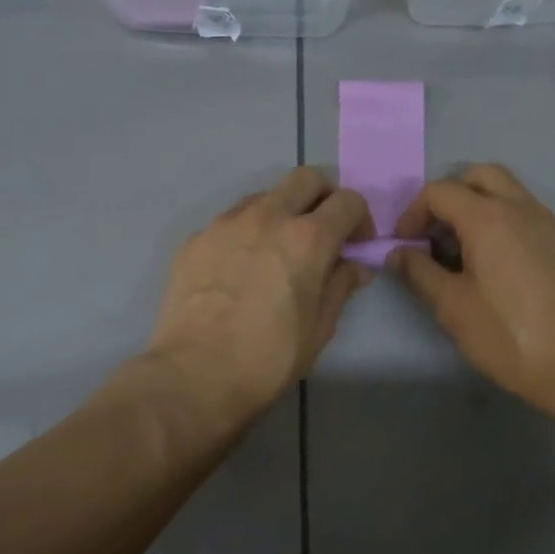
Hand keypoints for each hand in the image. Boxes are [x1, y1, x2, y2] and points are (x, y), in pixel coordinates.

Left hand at [145, 167, 372, 424]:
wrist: (194, 374)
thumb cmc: (268, 357)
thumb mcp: (319, 328)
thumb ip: (340, 286)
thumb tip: (352, 266)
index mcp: (308, 238)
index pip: (348, 202)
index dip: (360, 219)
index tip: (356, 245)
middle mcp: (268, 216)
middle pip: (306, 179)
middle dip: (323, 197)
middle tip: (322, 232)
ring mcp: (226, 223)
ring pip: (265, 196)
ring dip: (282, 211)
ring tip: (277, 251)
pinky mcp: (195, 238)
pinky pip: (230, 221)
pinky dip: (246, 233)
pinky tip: (240, 269)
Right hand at [388, 165, 554, 422]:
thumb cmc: (509, 337)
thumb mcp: (452, 308)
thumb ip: (419, 272)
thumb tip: (398, 252)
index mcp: (488, 218)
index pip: (439, 191)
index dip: (413, 212)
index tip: (405, 244)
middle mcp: (523, 208)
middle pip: (480, 175)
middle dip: (452, 194)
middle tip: (437, 231)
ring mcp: (554, 224)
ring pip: (512, 194)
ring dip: (483, 207)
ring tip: (469, 250)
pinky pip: (535, 220)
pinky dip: (512, 228)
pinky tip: (510, 269)